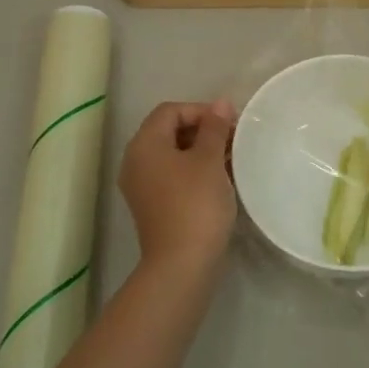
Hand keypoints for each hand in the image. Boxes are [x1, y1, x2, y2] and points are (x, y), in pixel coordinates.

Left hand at [119, 100, 237, 273]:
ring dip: (201, 151)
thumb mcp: (209, 160)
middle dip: (202, 130)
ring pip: (173, 155)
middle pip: (168, 131)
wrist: (182, 263)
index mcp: (144, 144)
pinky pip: (173, 176)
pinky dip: (194, 171)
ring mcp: (142, 186)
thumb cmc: (196, 203)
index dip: (201, 110)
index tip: (230, 123)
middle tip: (233, 139)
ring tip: (231, 158)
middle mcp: (136, 161)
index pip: (170, 111)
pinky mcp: (153, 206)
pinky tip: (220, 179)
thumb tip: (221, 104)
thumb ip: (215, 128)